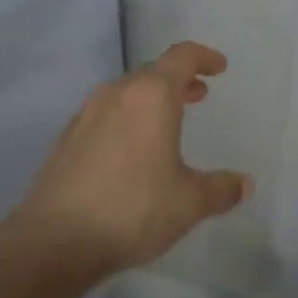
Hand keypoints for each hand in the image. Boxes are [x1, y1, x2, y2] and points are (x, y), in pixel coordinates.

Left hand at [15, 41, 249, 273]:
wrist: (54, 241)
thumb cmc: (132, 209)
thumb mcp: (188, 202)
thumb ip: (220, 189)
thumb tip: (244, 184)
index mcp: (151, 95)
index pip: (182, 56)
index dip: (204, 57)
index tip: (219, 67)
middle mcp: (117, 94)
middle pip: (153, 72)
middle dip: (178, 79)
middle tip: (198, 94)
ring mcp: (86, 114)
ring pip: (126, 92)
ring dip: (151, 99)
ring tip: (167, 123)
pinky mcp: (66, 139)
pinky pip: (105, 115)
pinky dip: (127, 119)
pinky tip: (131, 152)